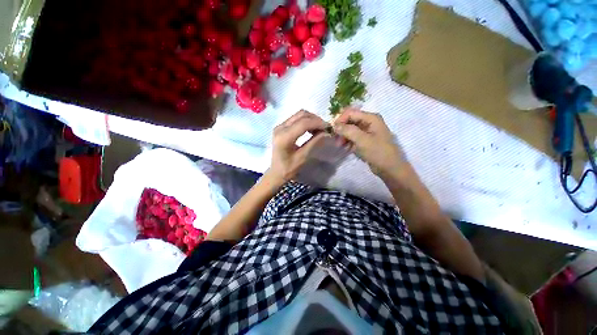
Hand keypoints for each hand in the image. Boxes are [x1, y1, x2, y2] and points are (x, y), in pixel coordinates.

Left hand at [268, 110, 327, 183]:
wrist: (276, 172)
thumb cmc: (288, 169)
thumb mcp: (302, 157)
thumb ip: (313, 143)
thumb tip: (326, 133)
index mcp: (284, 137)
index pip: (303, 123)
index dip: (318, 123)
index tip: (328, 128)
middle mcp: (280, 128)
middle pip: (301, 114)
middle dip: (315, 119)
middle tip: (325, 128)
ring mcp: (280, 126)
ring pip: (299, 115)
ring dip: (311, 119)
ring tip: (319, 129)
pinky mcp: (281, 127)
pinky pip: (296, 119)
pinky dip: (306, 121)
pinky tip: (311, 129)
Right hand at [333, 108, 405, 176]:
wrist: (389, 168)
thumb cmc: (377, 152)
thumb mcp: (362, 140)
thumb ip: (348, 130)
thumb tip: (334, 125)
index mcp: (371, 118)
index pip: (350, 113)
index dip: (340, 120)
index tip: (333, 131)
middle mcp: (369, 122)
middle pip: (350, 121)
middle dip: (341, 129)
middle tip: (336, 140)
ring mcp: (367, 131)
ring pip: (350, 130)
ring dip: (344, 137)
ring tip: (340, 146)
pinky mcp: (365, 140)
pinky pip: (353, 137)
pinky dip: (348, 142)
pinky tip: (346, 149)